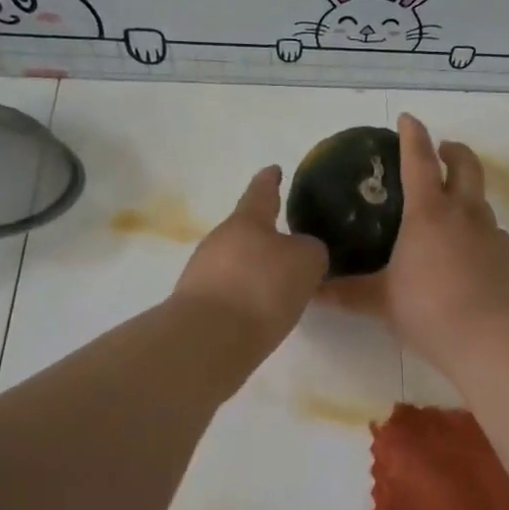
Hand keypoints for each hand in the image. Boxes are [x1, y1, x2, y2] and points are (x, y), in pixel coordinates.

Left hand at [173, 166, 326, 352]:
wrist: (209, 340)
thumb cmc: (262, 288)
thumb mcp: (306, 262)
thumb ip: (311, 250)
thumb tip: (303, 252)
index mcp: (246, 221)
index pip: (261, 192)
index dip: (270, 181)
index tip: (274, 169)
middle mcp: (220, 240)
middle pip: (246, 230)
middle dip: (266, 235)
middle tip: (291, 242)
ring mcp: (203, 273)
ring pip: (237, 262)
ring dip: (256, 269)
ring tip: (281, 283)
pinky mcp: (197, 306)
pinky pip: (230, 292)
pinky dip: (247, 296)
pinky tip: (262, 311)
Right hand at [322, 113, 508, 369]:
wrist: (487, 338)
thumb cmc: (427, 309)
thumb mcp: (379, 301)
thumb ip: (344, 293)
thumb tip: (310, 291)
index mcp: (428, 213)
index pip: (419, 160)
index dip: (413, 135)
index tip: (407, 118)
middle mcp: (462, 213)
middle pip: (465, 165)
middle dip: (453, 150)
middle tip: (441, 151)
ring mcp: (489, 233)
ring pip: (480, 197)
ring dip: (466, 190)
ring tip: (449, 205)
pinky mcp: (505, 255)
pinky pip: (491, 230)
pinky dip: (478, 228)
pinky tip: (467, 248)